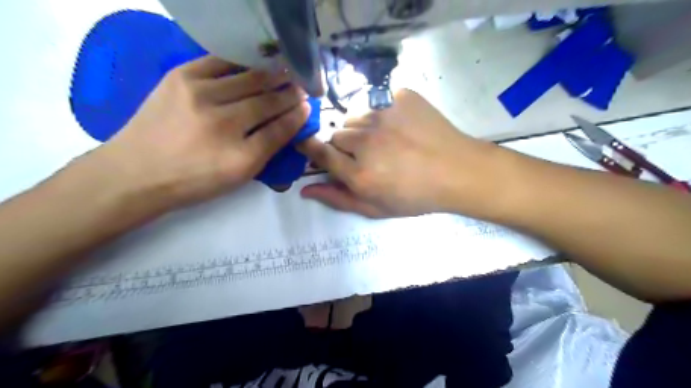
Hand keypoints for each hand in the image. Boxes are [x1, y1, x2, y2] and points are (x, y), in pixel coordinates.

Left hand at [92, 56, 309, 213]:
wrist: (137, 171)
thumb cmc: (194, 180)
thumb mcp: (238, 175)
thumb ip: (269, 148)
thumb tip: (292, 121)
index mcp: (239, 154)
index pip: (279, 127)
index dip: (297, 114)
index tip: (308, 104)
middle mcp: (222, 120)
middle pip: (266, 100)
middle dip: (289, 92)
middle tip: (302, 85)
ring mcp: (199, 93)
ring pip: (248, 78)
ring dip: (272, 74)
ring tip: (285, 70)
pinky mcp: (180, 76)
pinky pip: (221, 62)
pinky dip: (242, 61)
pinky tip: (254, 61)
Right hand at [298, 88, 502, 217]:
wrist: (458, 171)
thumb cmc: (416, 196)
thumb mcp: (376, 208)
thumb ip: (338, 199)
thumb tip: (305, 189)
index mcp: (359, 173)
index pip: (319, 153)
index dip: (310, 147)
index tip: (307, 143)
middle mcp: (366, 142)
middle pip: (337, 134)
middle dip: (345, 144)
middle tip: (366, 154)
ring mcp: (384, 115)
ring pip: (356, 116)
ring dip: (362, 127)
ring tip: (384, 139)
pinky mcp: (401, 97)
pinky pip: (379, 101)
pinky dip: (384, 112)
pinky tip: (401, 125)